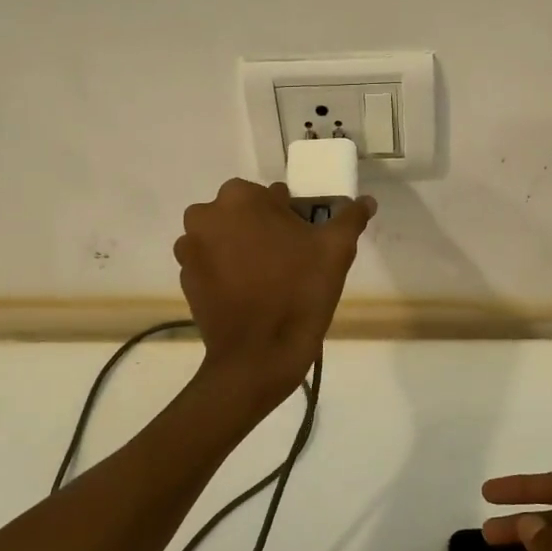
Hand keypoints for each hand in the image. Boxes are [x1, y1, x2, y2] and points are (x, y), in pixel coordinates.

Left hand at [174, 178, 375, 404]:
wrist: (259, 355)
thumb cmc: (299, 291)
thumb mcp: (336, 250)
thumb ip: (351, 218)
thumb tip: (366, 201)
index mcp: (240, 197)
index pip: (274, 196)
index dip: (292, 216)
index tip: (305, 240)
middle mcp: (205, 215)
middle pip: (245, 214)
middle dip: (264, 230)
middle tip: (290, 260)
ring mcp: (189, 248)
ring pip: (226, 237)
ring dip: (243, 248)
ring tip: (269, 279)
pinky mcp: (185, 279)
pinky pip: (211, 263)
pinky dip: (227, 271)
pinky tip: (250, 293)